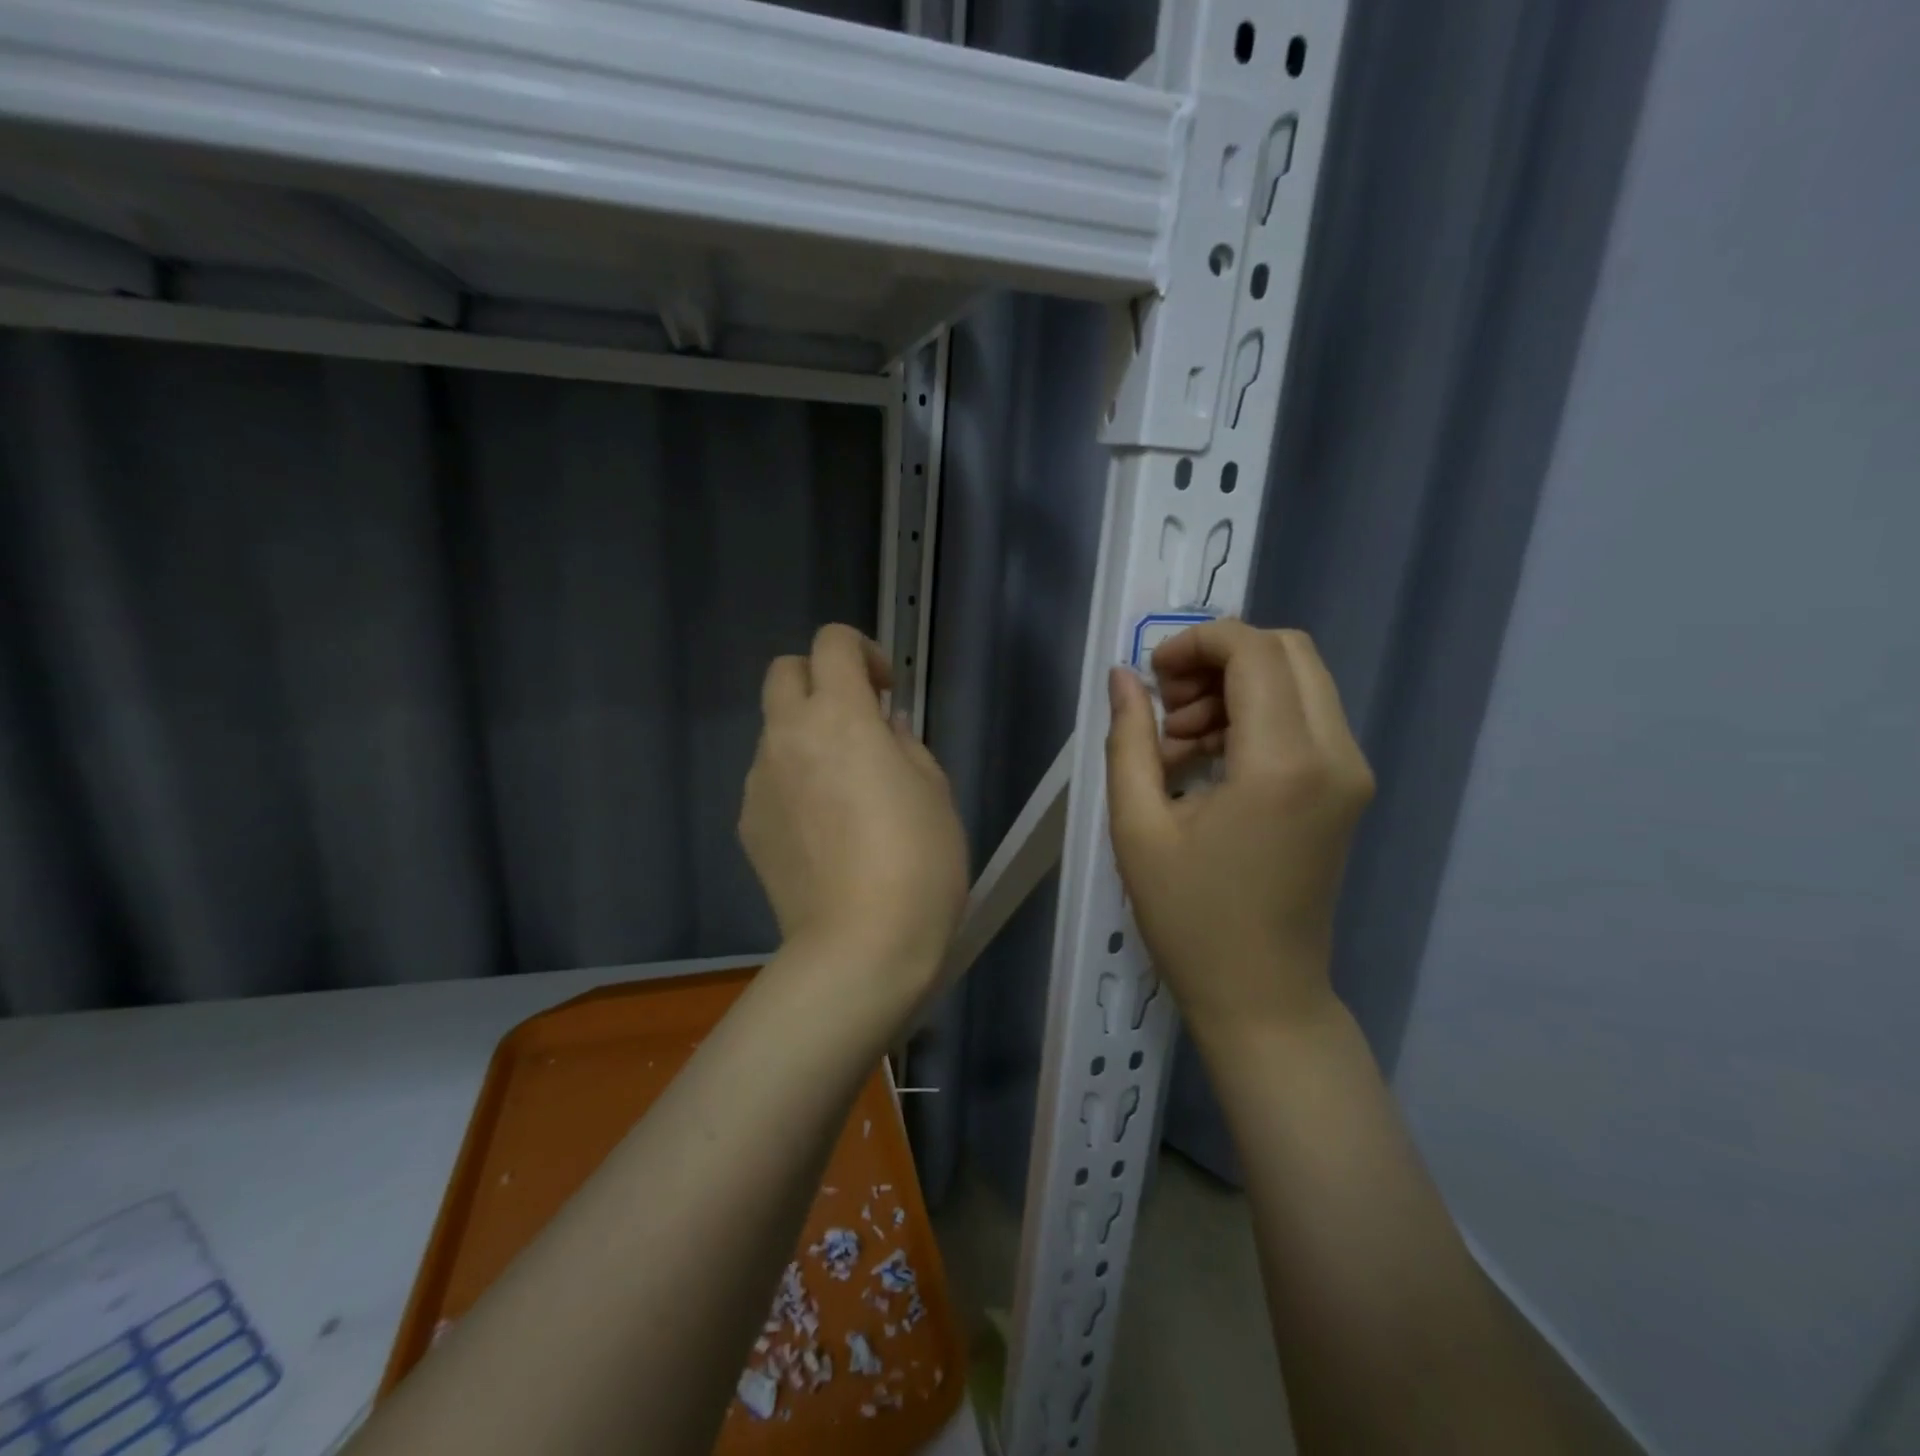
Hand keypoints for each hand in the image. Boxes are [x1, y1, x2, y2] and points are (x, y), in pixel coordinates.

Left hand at [740, 624, 968, 1006]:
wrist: (860, 946)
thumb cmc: (917, 860)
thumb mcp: (933, 789)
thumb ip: (903, 743)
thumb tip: (882, 728)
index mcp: (839, 716)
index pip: (832, 643)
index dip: (862, 651)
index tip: (886, 690)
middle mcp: (787, 737)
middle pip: (784, 672)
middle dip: (819, 679)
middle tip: (857, 720)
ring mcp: (759, 783)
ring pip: (774, 731)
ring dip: (806, 736)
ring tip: (844, 789)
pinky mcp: (748, 825)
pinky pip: (769, 781)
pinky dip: (793, 782)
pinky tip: (823, 830)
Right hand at [1104, 620, 1372, 1036]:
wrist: (1263, 997)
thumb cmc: (1190, 920)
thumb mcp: (1139, 827)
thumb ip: (1130, 739)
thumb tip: (1122, 676)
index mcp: (1282, 764)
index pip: (1254, 651)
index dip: (1197, 642)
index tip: (1151, 676)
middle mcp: (1335, 754)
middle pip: (1287, 651)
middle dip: (1219, 658)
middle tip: (1167, 708)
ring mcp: (1351, 772)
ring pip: (1299, 679)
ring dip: (1236, 687)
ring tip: (1180, 742)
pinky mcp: (1348, 789)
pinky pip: (1305, 717)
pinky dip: (1256, 715)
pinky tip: (1210, 760)